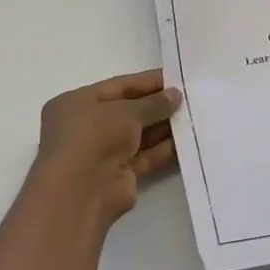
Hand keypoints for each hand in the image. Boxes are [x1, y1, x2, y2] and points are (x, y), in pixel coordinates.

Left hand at [31, 70, 181, 230]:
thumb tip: (176, 95)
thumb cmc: (94, 136)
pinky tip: (187, 141)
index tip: (176, 78)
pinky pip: (144, 157)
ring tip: (194, 117)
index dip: (147, 82)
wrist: (82, 191)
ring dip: (163, 127)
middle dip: (157, 106)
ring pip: (138, 136)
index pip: (117, 87)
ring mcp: (101, 153)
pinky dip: (163, 150)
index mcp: (76, 104)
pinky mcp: (118, 176)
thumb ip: (153, 103)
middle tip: (190, 98)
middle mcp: (86, 127)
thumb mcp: (126, 111)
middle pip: (128, 112)